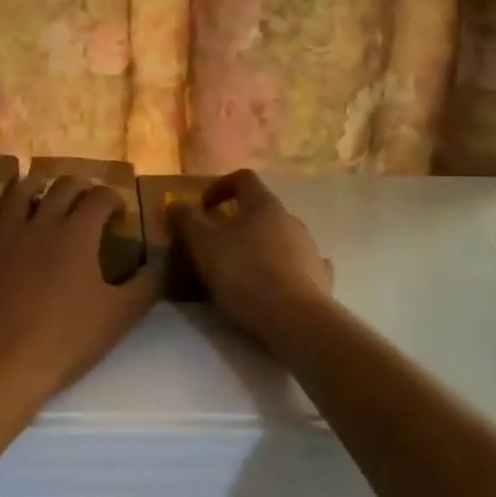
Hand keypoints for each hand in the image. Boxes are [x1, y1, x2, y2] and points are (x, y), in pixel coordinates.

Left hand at [0, 175, 157, 403]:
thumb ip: (146, 285)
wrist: (7, 364)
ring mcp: (6, 237)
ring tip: (44, 192)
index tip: (120, 215)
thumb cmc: (69, 338)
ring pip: (18, 193)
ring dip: (35, 186)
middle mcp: (42, 223)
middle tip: (89, 201)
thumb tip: (158, 264)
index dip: (114, 199)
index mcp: (78, 232)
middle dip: (80, 186)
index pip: (100, 196)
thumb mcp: (121, 315)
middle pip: (61, 186)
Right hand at [171, 170, 332, 345]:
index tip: (203, 207)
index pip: (243, 178)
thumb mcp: (204, 246)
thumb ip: (187, 221)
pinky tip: (275, 285)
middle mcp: (290, 218)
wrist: (294, 318)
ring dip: (260, 245)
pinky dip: (284, 268)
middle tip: (217, 242)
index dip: (220, 186)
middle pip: (262, 209)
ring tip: (242, 269)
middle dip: (239, 221)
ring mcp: (309, 247)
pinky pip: (299, 263)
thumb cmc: (244, 274)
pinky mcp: (320, 275)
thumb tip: (175, 204)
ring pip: (280, 236)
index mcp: (263, 204)